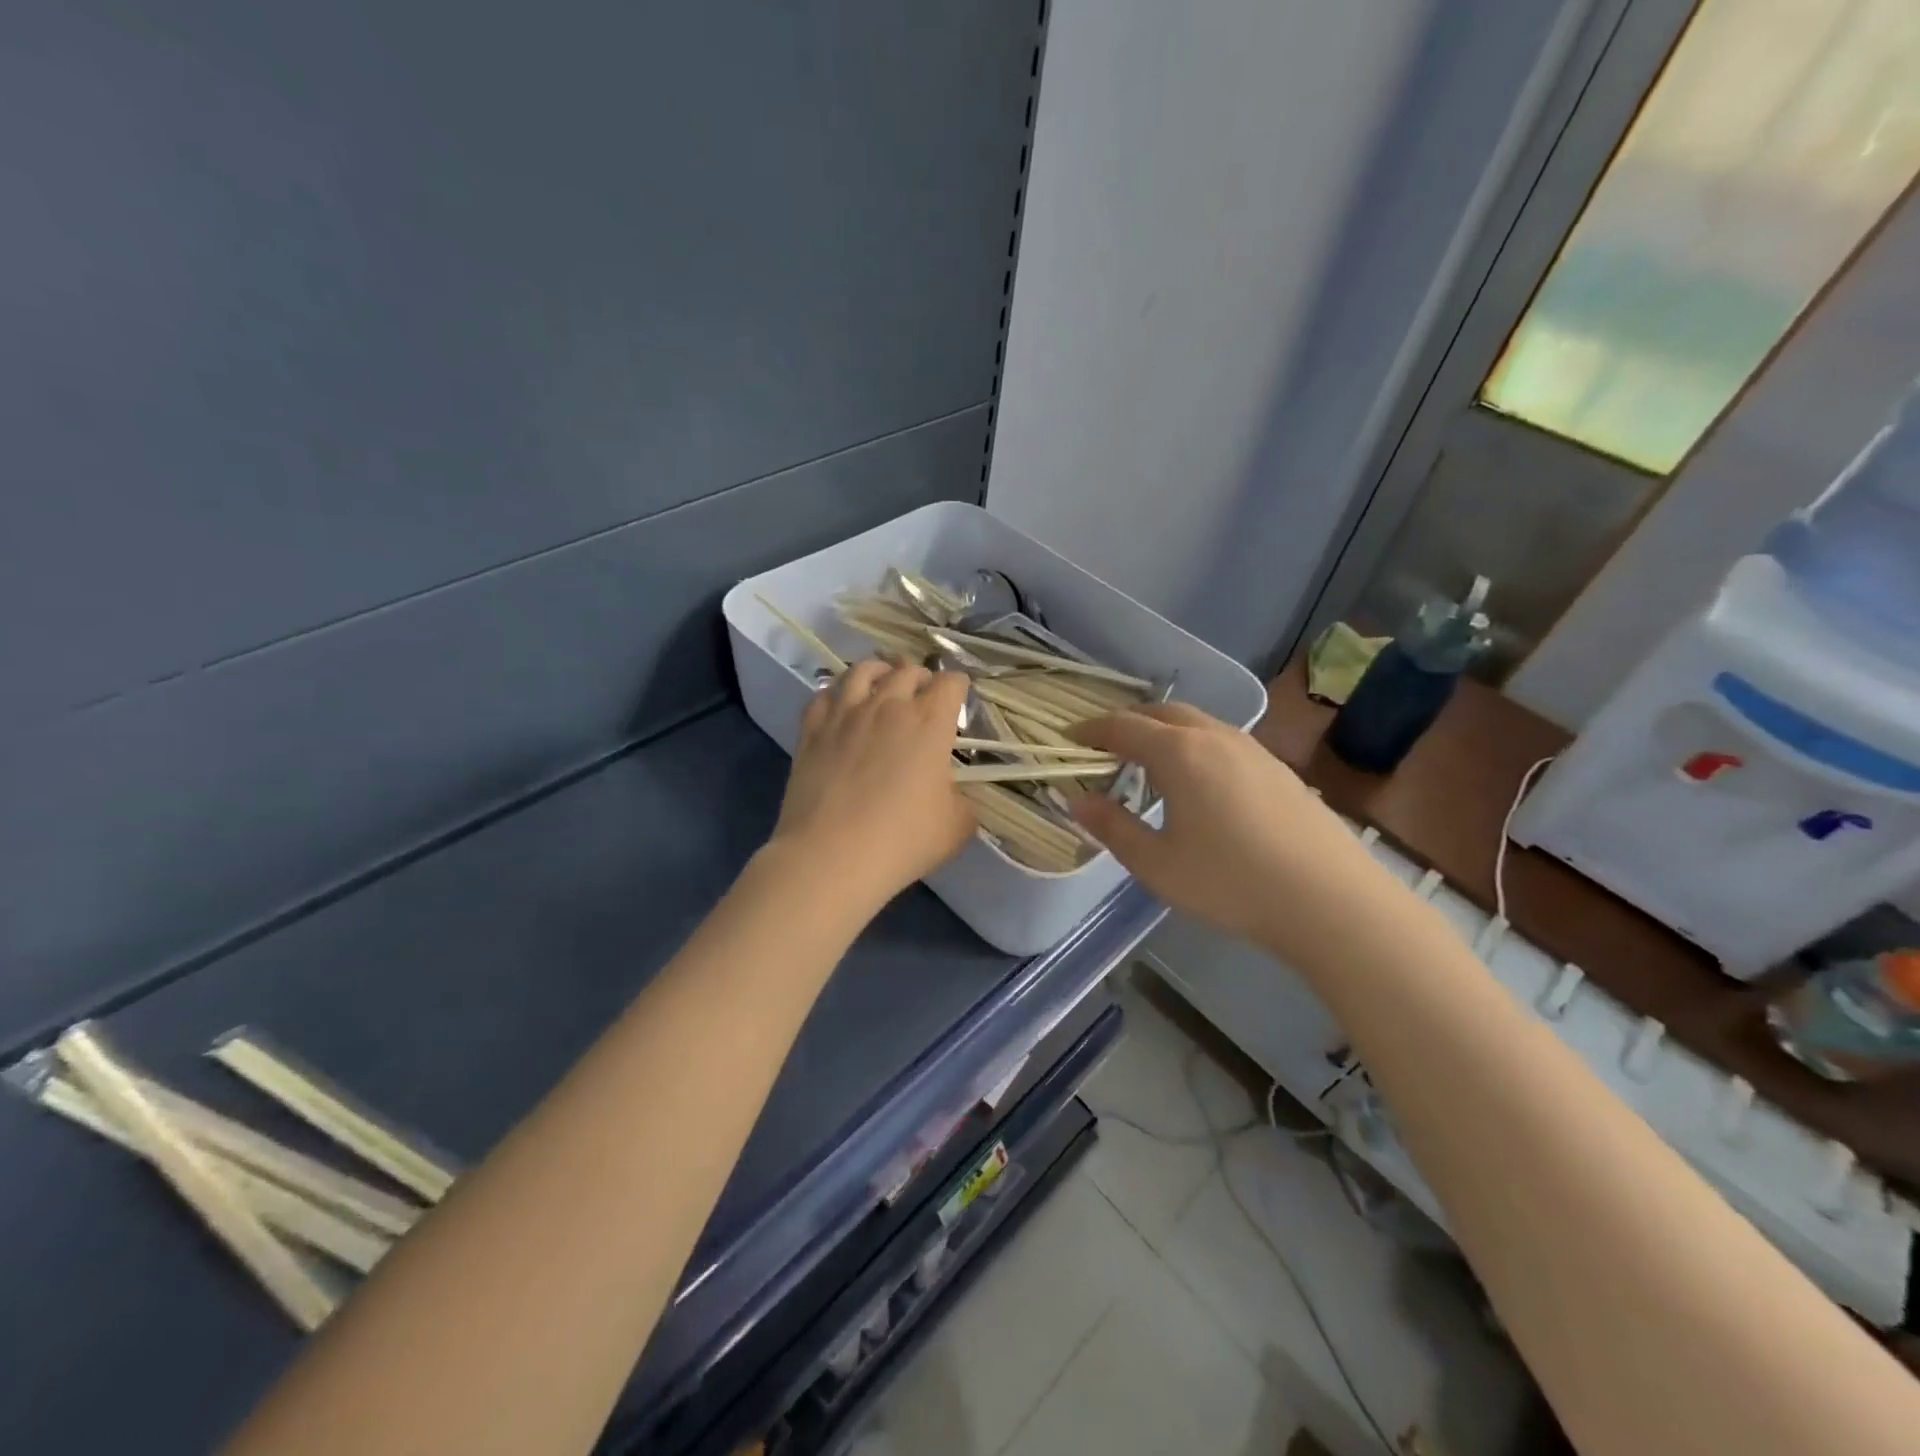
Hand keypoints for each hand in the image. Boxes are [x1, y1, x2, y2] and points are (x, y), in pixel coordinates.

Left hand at [770, 659, 976, 912]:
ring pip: (863, 670)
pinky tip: (841, 706)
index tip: (958, 700)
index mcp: (929, 722)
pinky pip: (825, 693)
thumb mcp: (956, 826)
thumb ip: (961, 800)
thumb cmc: (902, 841)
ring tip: (882, 684)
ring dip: (880, 672)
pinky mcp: (812, 729)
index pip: (951, 683)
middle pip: (908, 670)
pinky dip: (838, 693)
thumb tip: (952, 792)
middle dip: (921, 677)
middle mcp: (888, 705)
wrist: (831, 855)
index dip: (958, 687)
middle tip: (923, 694)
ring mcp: (845, 713)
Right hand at [1069, 704, 1406, 962]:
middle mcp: (1215, 737)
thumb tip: (1077, 800)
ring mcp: (1252, 749)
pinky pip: (1223, 740)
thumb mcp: (1157, 864)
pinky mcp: (1278, 768)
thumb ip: (1112, 827)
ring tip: (1149, 763)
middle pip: (1162, 713)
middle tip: (1106, 748)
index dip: (1091, 730)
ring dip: (1164, 732)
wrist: (1329, 900)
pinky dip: (1195, 746)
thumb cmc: (1231, 882)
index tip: (1070, 738)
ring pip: (1197, 723)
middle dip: (1128, 724)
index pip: (1123, 727)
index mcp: (1179, 753)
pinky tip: (1199, 783)